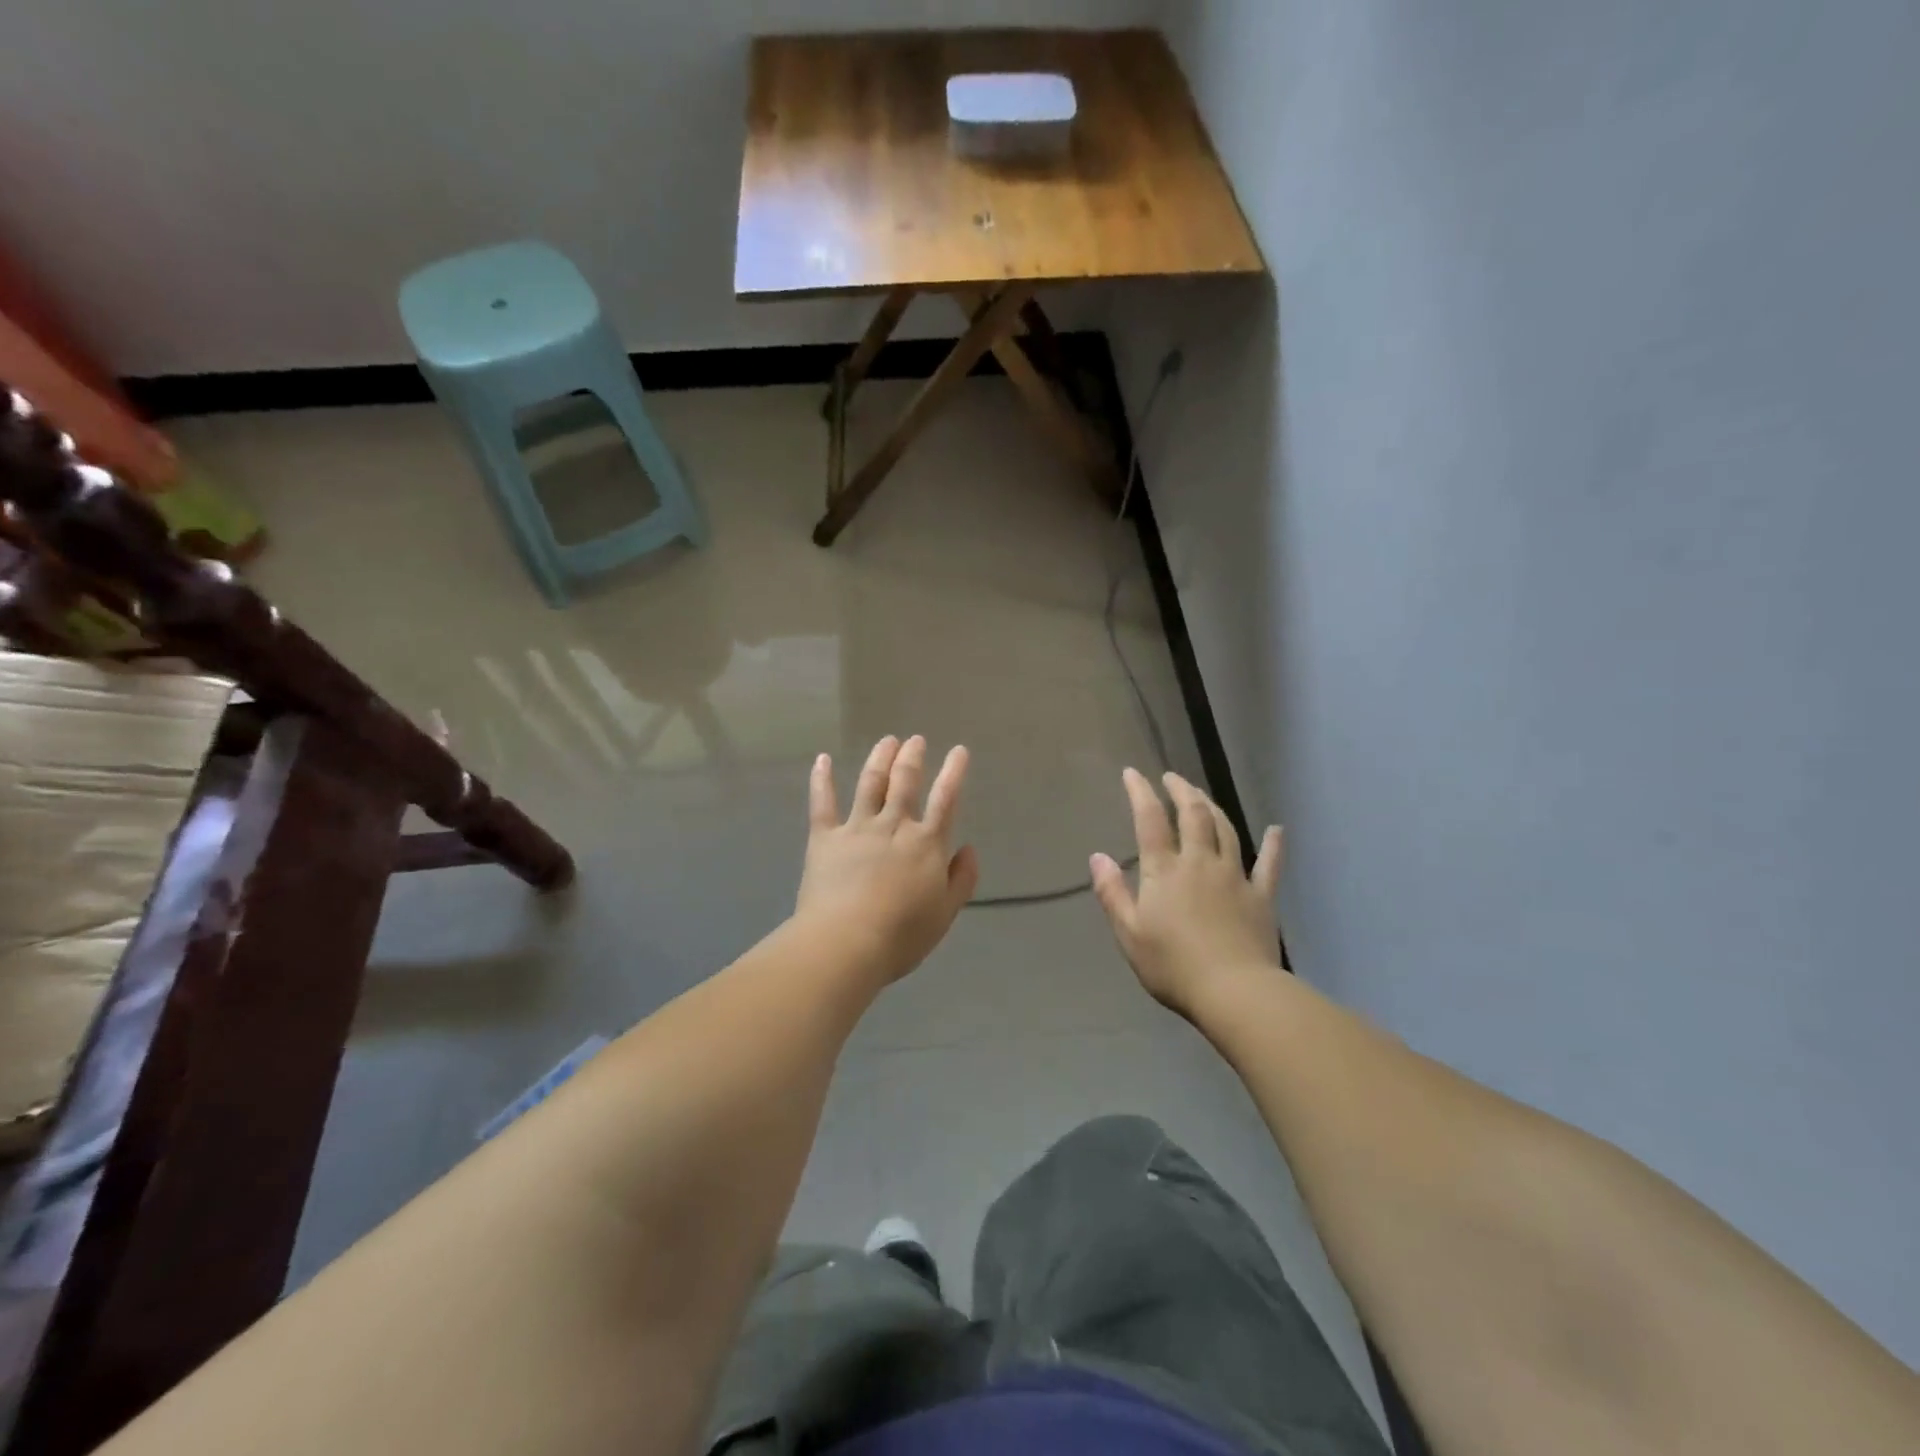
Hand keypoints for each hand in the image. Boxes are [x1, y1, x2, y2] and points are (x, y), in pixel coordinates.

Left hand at [795, 736, 979, 987]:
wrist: (846, 942)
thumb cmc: (902, 935)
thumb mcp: (945, 913)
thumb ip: (962, 879)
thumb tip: (969, 849)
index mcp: (927, 844)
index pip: (946, 799)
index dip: (954, 772)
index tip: (959, 750)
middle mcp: (894, 826)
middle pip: (905, 781)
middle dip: (912, 757)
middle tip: (916, 740)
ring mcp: (857, 828)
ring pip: (871, 783)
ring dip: (880, 758)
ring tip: (887, 741)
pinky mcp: (825, 837)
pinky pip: (822, 802)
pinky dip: (822, 778)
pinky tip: (822, 759)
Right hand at [1091, 769, 1283, 1020]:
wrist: (1234, 992)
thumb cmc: (1173, 966)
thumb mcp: (1129, 933)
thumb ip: (1112, 892)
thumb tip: (1097, 856)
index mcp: (1164, 870)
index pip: (1150, 820)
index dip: (1140, 792)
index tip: (1133, 773)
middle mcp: (1199, 862)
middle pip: (1193, 814)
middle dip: (1181, 790)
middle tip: (1172, 777)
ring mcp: (1234, 876)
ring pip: (1225, 830)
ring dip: (1212, 807)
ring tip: (1202, 796)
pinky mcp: (1261, 896)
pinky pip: (1269, 864)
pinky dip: (1273, 845)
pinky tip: (1276, 830)